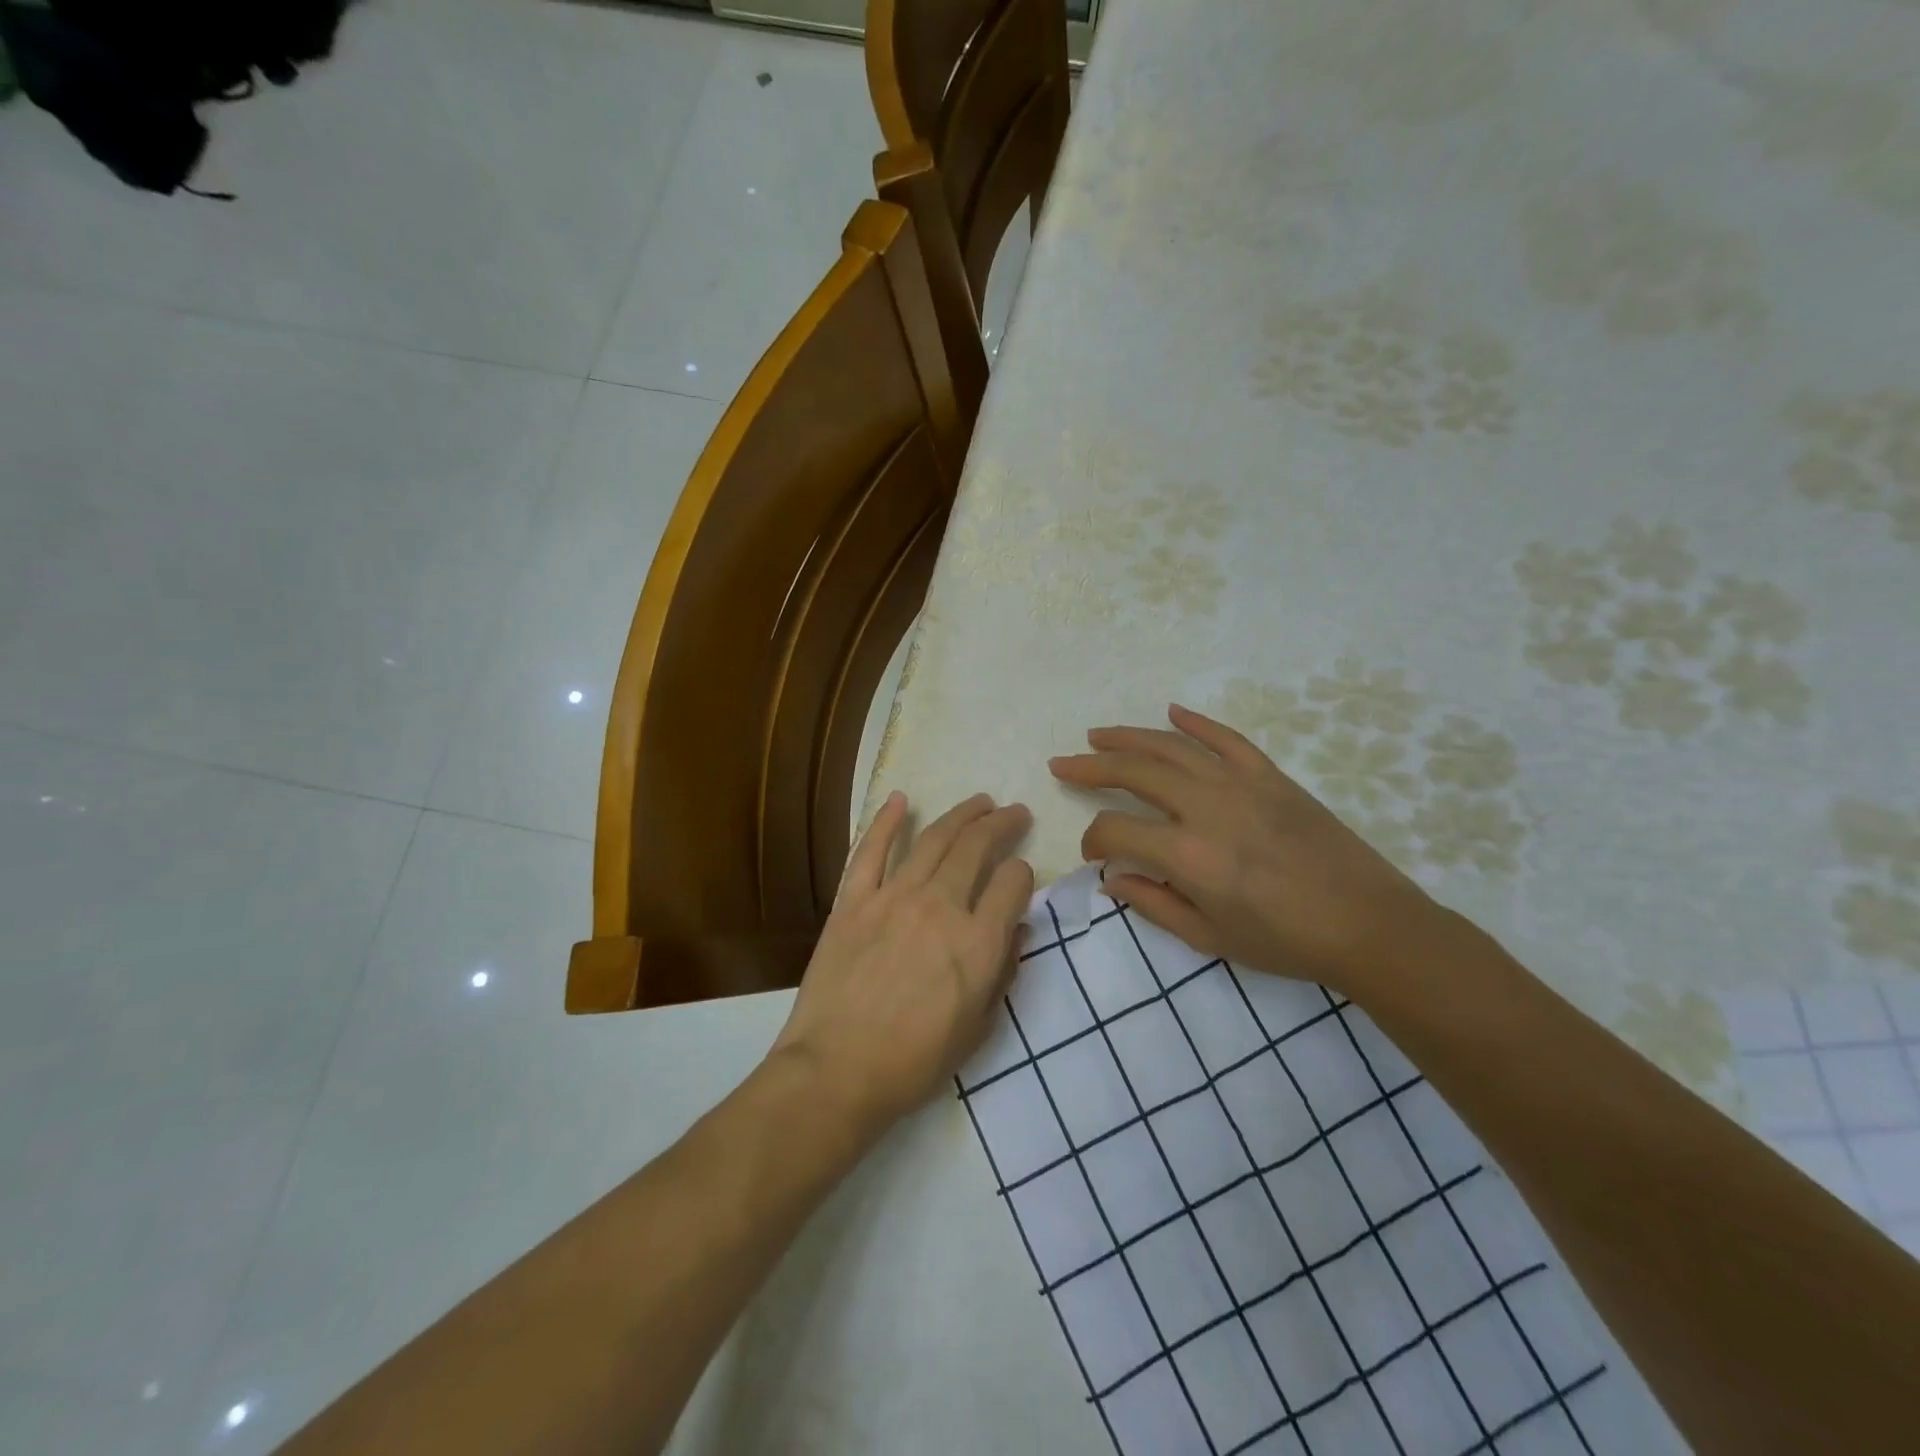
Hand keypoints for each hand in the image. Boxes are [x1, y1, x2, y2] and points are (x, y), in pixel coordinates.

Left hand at [770, 791, 1034, 1142]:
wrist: (836, 1071)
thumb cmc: (913, 1062)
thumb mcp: (978, 1029)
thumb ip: (1002, 972)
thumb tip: (1014, 930)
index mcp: (978, 942)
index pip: (1013, 883)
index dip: (1023, 875)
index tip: (1019, 878)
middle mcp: (940, 907)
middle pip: (977, 848)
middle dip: (1002, 824)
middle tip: (1014, 813)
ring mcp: (892, 898)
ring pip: (933, 840)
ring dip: (961, 814)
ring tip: (979, 802)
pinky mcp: (853, 901)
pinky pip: (870, 851)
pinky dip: (887, 821)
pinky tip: (902, 799)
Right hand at [1048, 704, 1438, 996]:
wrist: (1367, 924)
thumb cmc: (1284, 941)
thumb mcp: (1208, 937)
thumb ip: (1152, 903)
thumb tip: (1110, 877)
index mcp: (1187, 855)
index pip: (1115, 829)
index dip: (1093, 840)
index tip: (1094, 854)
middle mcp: (1206, 808)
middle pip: (1134, 773)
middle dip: (1091, 767)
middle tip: (1063, 763)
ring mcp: (1241, 785)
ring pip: (1172, 747)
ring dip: (1129, 737)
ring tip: (1097, 734)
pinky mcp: (1271, 776)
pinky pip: (1226, 739)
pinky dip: (1196, 723)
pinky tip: (1172, 713)